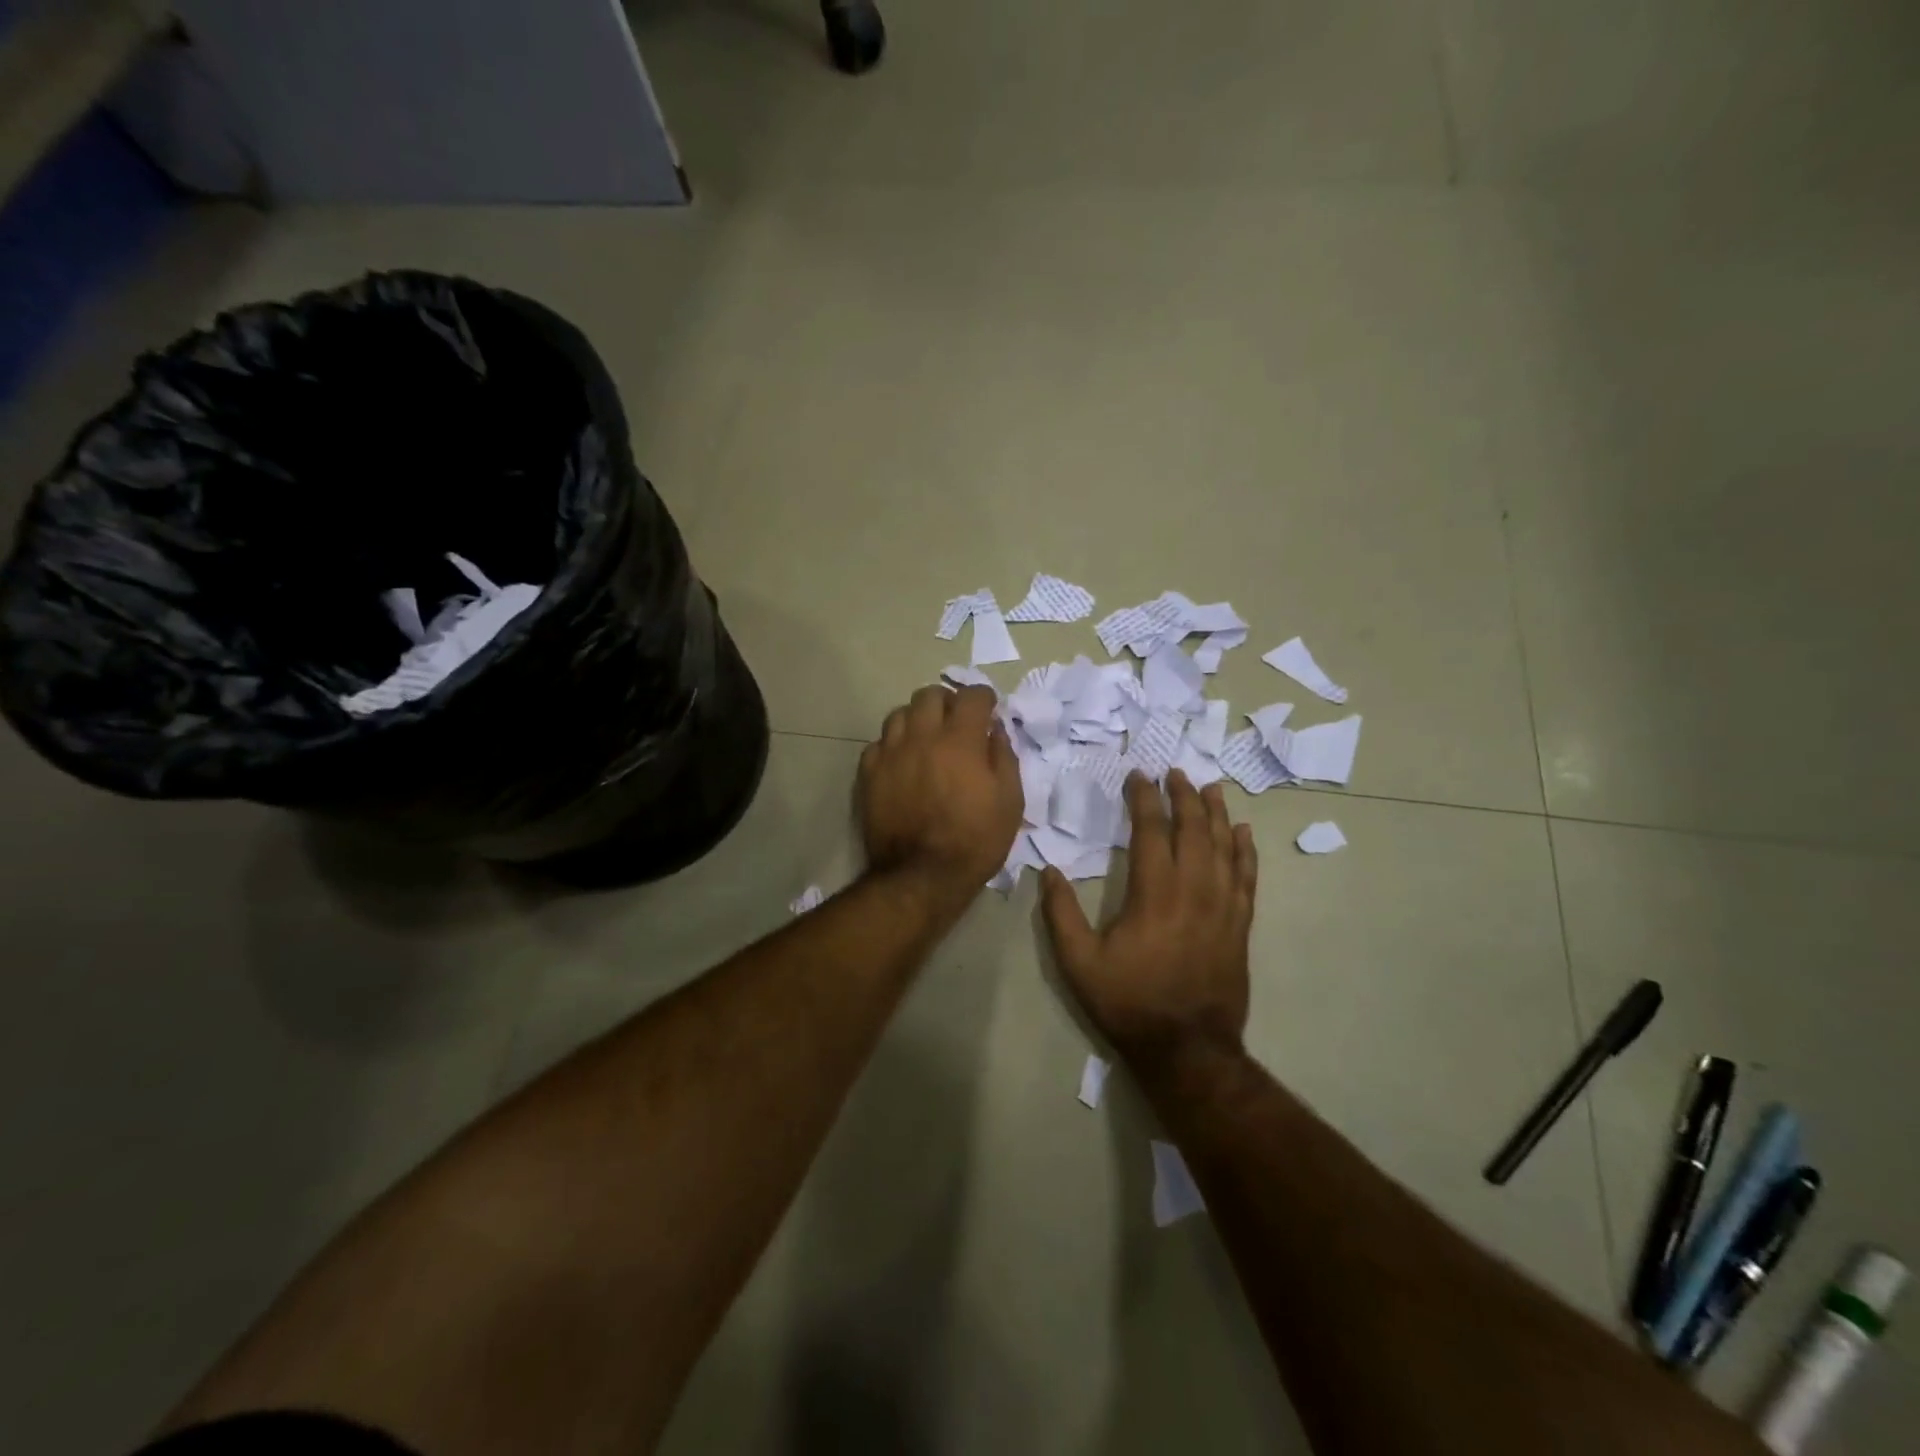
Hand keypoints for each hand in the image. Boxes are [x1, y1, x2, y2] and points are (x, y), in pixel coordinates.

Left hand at [859, 684, 1021, 906]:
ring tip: (927, 740)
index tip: (989, 711)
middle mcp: (922, 736)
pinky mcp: (869, 773)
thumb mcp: (1010, 801)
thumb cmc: (975, 840)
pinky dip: (893, 745)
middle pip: (930, 695)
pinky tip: (903, 763)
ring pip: (899, 714)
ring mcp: (891, 753)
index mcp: (960, 740)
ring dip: (917, 719)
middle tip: (957, 723)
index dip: (984, 699)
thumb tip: (995, 730)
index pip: (972, 695)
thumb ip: (1004, 757)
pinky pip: (879, 743)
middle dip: (948, 702)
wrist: (922, 876)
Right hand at [1040, 770, 1257, 1066]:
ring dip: (1216, 813)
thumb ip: (1060, 913)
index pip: (1151, 830)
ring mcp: (1223, 907)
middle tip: (1176, 772)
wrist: (1187, 1049)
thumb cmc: (1129, 1001)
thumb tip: (1048, 871)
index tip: (1139, 776)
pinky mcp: (1240, 925)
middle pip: (1193, 829)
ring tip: (1210, 788)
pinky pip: (1247, 877)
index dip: (1145, 799)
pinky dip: (1245, 851)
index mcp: (1154, 892)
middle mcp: (1193, 889)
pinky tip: (1244, 833)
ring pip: (1224, 846)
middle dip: (1184, 796)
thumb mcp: (1079, 962)